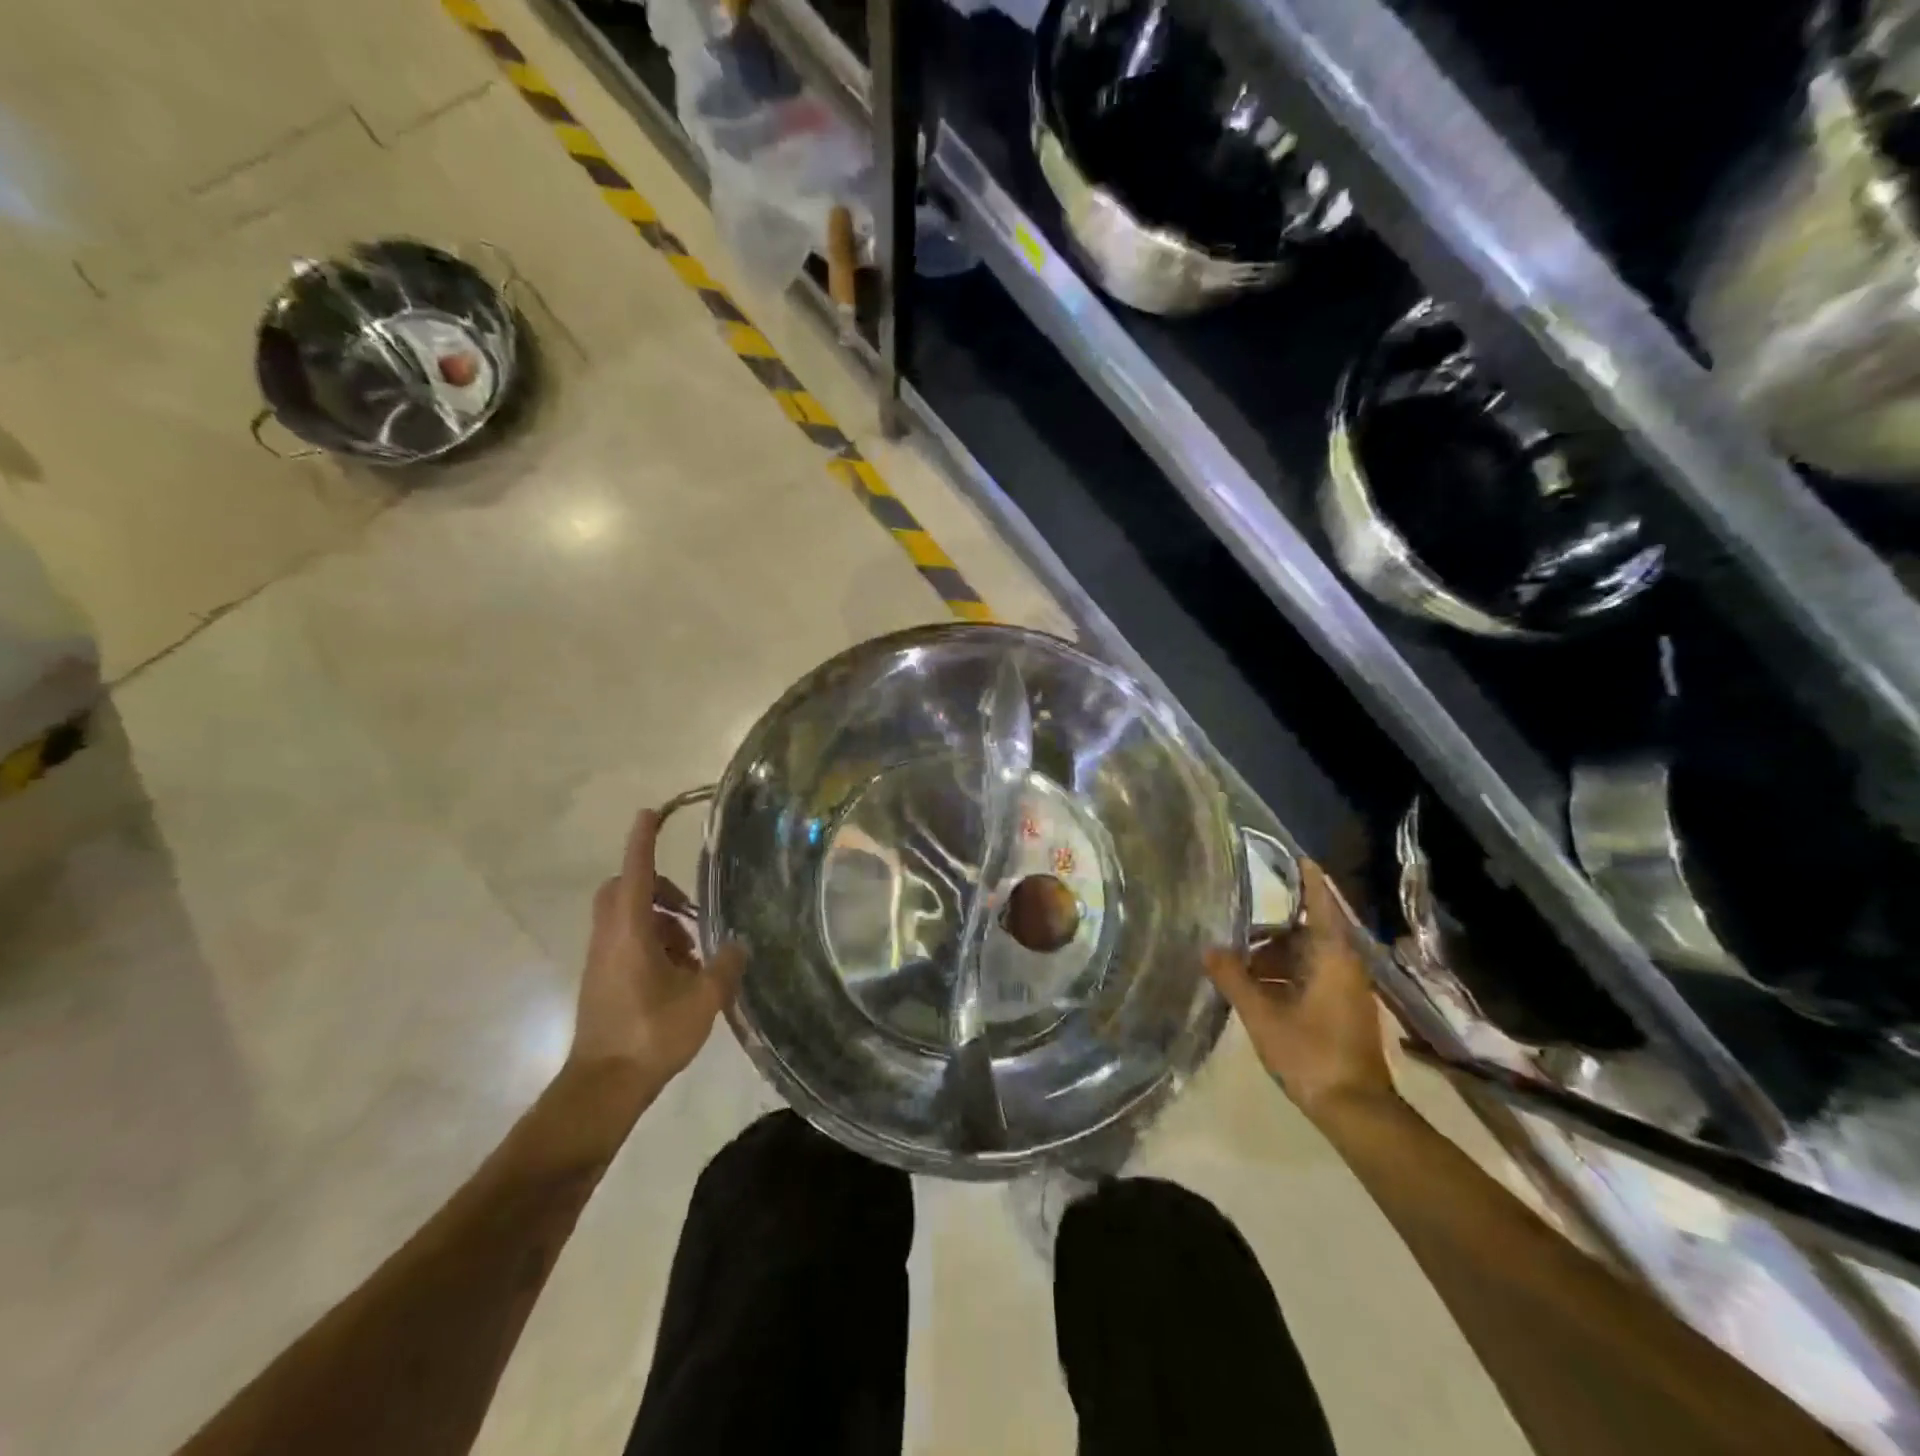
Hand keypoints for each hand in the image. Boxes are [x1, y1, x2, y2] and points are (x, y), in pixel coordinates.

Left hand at [569, 808, 747, 1103]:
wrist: (603, 1086)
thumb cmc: (651, 1035)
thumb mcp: (703, 999)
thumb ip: (726, 965)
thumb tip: (739, 943)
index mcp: (630, 931)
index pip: (635, 872)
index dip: (643, 840)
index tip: (651, 813)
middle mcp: (609, 936)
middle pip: (623, 888)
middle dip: (656, 885)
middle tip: (688, 906)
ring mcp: (600, 958)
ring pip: (624, 916)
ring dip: (658, 918)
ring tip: (693, 950)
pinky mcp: (600, 978)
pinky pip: (624, 939)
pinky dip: (650, 940)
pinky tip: (678, 972)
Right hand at [1204, 859, 1395, 1124]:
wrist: (1355, 1110)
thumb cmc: (1310, 1053)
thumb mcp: (1262, 1014)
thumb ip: (1234, 978)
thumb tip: (1209, 948)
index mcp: (1332, 956)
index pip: (1321, 903)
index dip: (1308, 879)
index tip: (1295, 856)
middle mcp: (1345, 965)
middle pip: (1307, 931)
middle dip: (1271, 931)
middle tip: (1235, 931)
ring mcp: (1347, 989)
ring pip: (1307, 956)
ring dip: (1274, 957)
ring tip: (1238, 967)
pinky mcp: (1343, 1009)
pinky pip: (1312, 976)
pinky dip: (1285, 975)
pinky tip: (1257, 990)